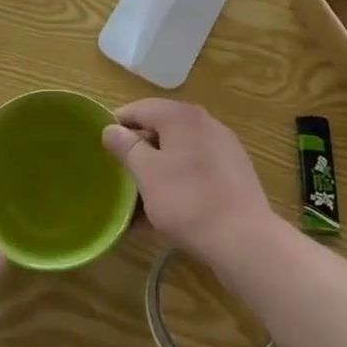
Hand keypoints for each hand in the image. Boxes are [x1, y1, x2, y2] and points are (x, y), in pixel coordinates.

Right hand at [101, 99, 276, 266]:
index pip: (140, 108)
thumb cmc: (187, 200)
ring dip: (158, 168)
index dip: (118, 124)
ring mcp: (223, 146)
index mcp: (181, 116)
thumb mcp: (147, 173)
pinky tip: (168, 209)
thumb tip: (110, 129)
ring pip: (180, 150)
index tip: (103, 146)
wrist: (244, 238)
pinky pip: (197, 168)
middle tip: (120, 173)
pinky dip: (179, 180)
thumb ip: (127, 147)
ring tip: (141, 196)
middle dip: (139, 149)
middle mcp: (205, 122)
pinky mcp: (234, 171)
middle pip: (162, 127)